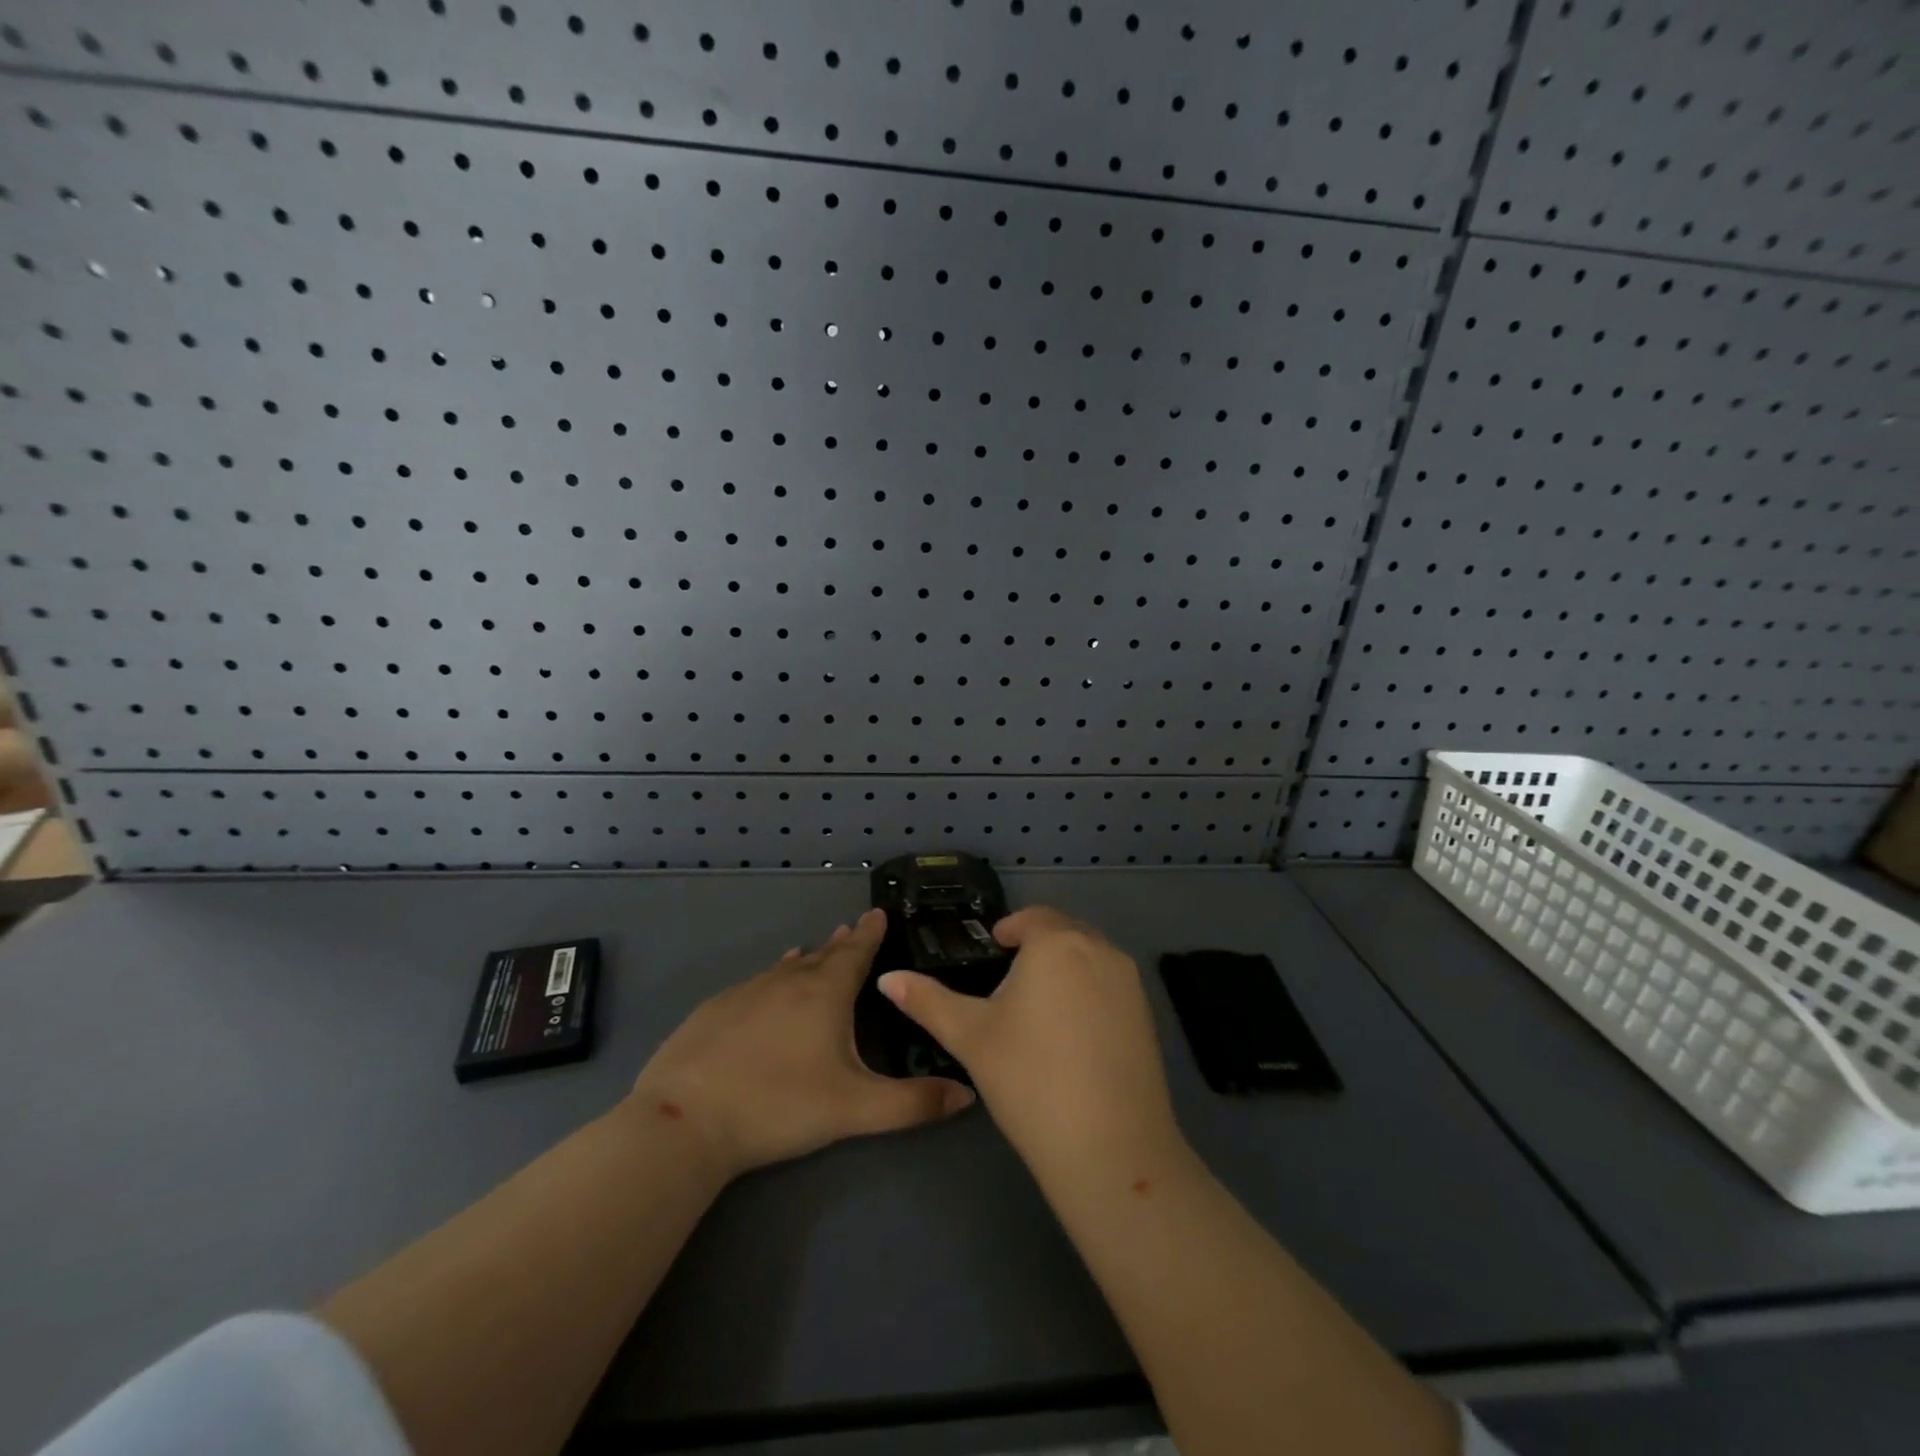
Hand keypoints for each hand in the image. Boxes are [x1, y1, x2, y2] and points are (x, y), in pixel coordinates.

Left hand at [630, 908, 973, 1177]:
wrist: (686, 1119)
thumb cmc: (780, 1106)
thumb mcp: (855, 1110)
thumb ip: (913, 1103)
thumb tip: (967, 1094)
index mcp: (825, 993)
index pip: (856, 953)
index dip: (870, 934)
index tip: (878, 913)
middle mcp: (788, 980)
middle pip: (822, 955)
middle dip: (842, 943)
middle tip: (853, 928)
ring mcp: (748, 991)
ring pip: (787, 967)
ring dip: (807, 958)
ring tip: (816, 950)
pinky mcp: (715, 1008)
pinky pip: (757, 981)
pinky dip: (774, 976)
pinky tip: (769, 982)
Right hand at [878, 907, 1182, 1183]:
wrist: (1110, 1146)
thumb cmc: (1029, 1078)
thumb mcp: (970, 1036)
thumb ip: (927, 1000)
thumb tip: (887, 977)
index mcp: (1056, 943)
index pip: (1031, 918)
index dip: (1009, 929)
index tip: (992, 949)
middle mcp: (1100, 949)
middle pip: (1064, 932)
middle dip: (1037, 946)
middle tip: (1009, 980)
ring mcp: (1130, 983)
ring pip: (1090, 958)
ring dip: (1065, 967)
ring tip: (1037, 1008)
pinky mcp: (1148, 1015)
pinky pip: (1111, 986)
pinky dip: (1089, 993)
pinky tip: (1072, 1036)